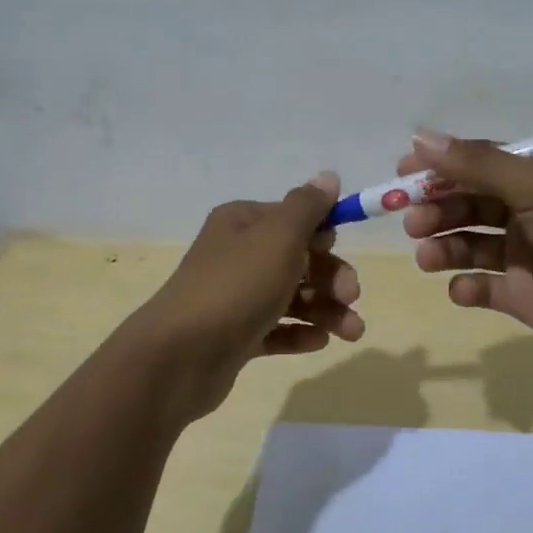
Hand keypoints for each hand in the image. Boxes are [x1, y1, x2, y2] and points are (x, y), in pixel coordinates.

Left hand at [129, 173, 363, 421]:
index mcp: (242, 222)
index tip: (340, 250)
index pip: (294, 218)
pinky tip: (319, 342)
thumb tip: (328, 176)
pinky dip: (300, 333)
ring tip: (352, 333)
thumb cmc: (236, 286)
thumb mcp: (278, 237)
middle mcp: (237, 254)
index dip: (323, 233)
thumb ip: (307, 207)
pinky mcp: (236, 335)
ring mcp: (235, 297)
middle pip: (298, 259)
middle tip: (351, 297)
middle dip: (331, 277)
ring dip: (326, 310)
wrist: (180, 355)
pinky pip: (276, 329)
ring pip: (292, 297)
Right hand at [398, 131, 532, 361]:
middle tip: (412, 220)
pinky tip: (463, 289)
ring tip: (427, 255)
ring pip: (469, 245)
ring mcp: (525, 255)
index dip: (440, 166)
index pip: (479, 163)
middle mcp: (529, 212)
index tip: (402, 174)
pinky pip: (483, 289)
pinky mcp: (524, 296)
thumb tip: (420, 137)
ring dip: (444, 247)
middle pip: (468, 204)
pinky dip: (467, 288)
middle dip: (437, 209)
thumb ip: (477, 164)